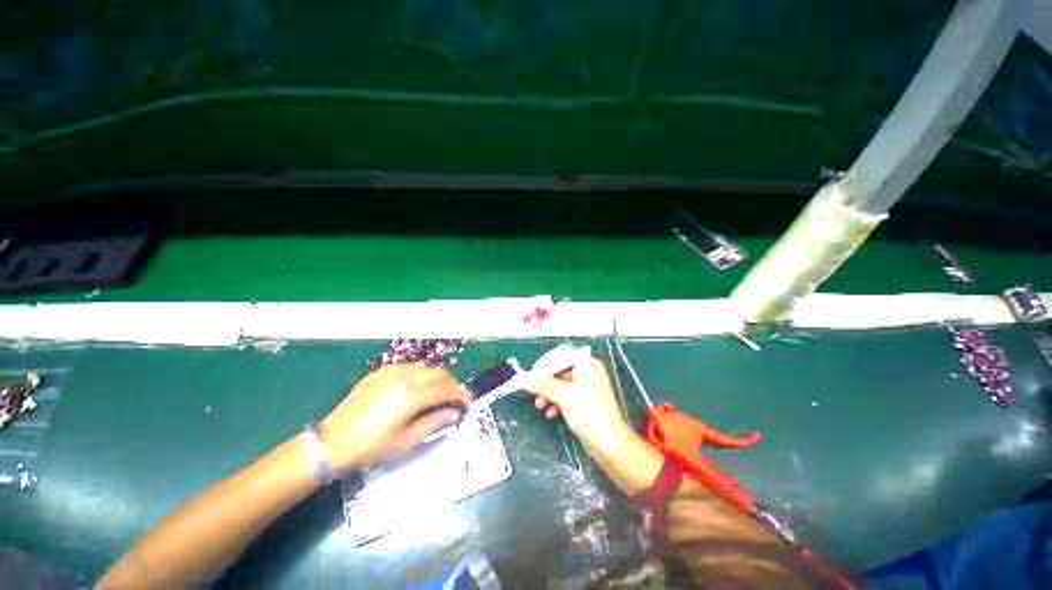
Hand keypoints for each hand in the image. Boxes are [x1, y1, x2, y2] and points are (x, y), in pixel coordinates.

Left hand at [320, 363, 469, 469]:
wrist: (332, 441)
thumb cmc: (371, 446)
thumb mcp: (406, 441)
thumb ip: (434, 422)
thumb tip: (454, 413)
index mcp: (412, 395)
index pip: (445, 389)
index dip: (460, 394)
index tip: (468, 401)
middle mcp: (405, 377)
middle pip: (438, 374)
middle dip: (451, 383)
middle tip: (456, 396)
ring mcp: (392, 371)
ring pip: (425, 367)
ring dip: (437, 376)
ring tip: (441, 390)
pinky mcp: (381, 372)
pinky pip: (409, 367)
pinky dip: (421, 373)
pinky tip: (419, 385)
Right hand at [523, 346, 632, 451]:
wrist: (610, 445)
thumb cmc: (589, 413)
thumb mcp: (563, 396)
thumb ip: (542, 384)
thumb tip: (522, 378)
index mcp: (587, 364)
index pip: (562, 354)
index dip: (545, 362)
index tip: (532, 374)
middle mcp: (588, 372)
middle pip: (560, 369)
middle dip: (545, 380)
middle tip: (532, 390)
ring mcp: (587, 388)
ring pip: (561, 384)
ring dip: (548, 393)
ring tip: (539, 405)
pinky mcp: (585, 403)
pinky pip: (566, 396)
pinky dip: (556, 402)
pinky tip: (550, 414)